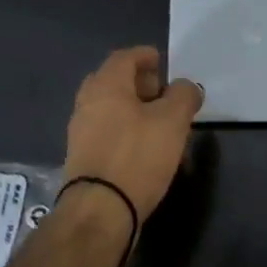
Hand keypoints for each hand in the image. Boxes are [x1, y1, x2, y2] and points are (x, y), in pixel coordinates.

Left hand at [62, 46, 202, 221]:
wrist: (100, 211)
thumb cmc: (137, 156)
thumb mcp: (173, 121)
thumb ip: (183, 96)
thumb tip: (186, 87)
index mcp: (106, 86)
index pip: (124, 58)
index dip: (144, 56)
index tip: (162, 61)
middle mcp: (87, 103)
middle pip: (113, 82)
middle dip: (139, 83)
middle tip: (163, 92)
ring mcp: (81, 132)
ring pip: (110, 109)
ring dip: (134, 109)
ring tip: (160, 123)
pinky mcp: (83, 158)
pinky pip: (107, 132)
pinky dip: (126, 130)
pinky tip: (145, 147)